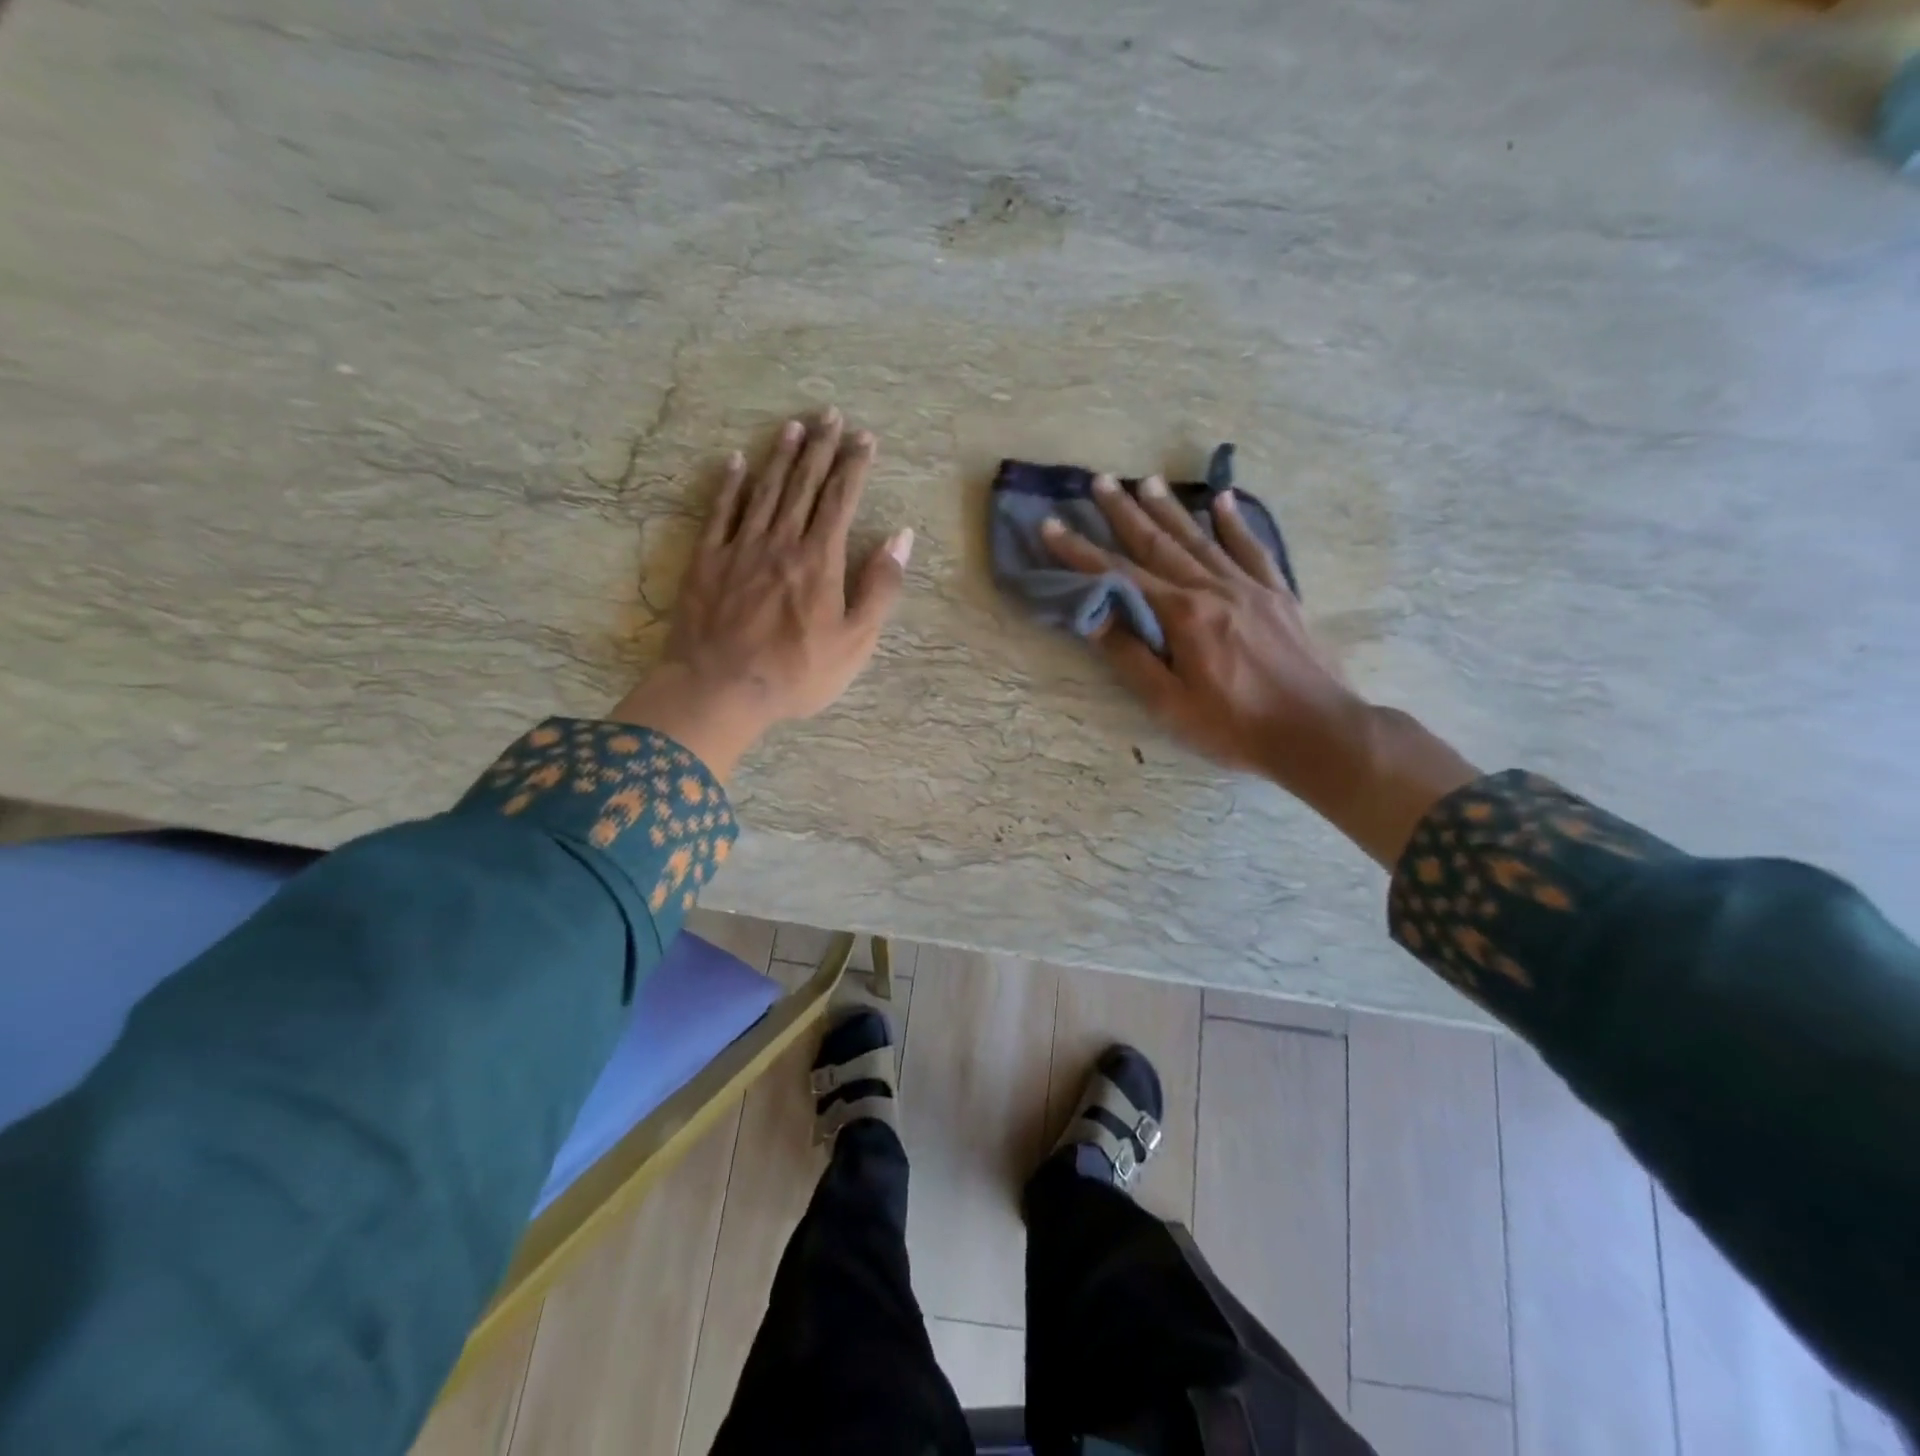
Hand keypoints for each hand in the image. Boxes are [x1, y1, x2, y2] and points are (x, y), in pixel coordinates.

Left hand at [612, 410, 912, 778]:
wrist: (720, 688)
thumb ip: (880, 587)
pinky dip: (729, 484)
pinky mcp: (706, 561)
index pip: (841, 499)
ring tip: (794, 426)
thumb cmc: (797, 672)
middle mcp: (781, 542)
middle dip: (820, 448)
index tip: (865, 437)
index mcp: (820, 560)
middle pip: (803, 485)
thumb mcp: (856, 641)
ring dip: (780, 456)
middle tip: (830, 415)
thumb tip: (901, 537)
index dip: (854, 465)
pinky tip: (736, 461)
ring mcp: (740, 548)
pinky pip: (719, 512)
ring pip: (765, 490)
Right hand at [1043, 474, 1474, 864]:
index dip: (1081, 552)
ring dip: (1170, 509)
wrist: (1317, 732)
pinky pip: (1252, 548)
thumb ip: (1131, 655)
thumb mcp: (1170, 704)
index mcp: (1183, 616)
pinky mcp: (1279, 594)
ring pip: (1201, 538)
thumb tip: (1092, 614)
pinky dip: (1235, 523)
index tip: (1052, 526)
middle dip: (1125, 512)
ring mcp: (1250, 587)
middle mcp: (1214, 589)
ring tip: (1147, 481)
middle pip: (1160, 543)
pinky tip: (1223, 500)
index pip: (1119, 576)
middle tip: (1101, 481)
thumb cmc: (1235, 727)